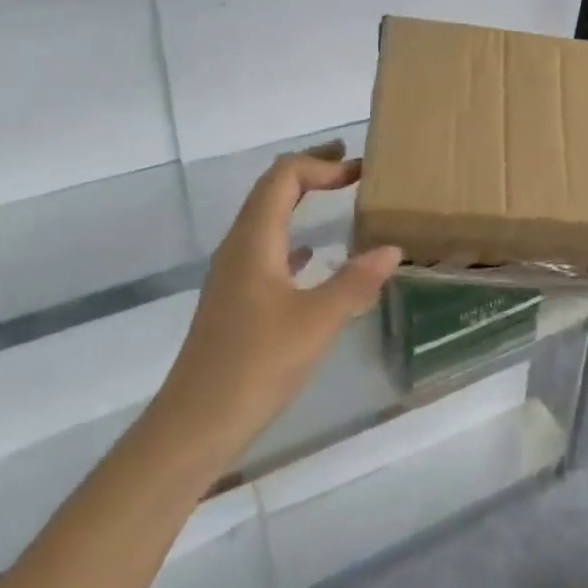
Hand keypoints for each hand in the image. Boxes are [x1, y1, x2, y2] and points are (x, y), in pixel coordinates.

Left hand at [151, 148, 401, 461]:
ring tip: (336, 198)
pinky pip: (266, 251)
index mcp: (254, 240)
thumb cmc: (256, 365)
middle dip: (309, 172)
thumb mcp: (317, 321)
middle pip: (271, 190)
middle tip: (349, 165)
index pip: (283, 178)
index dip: (321, 165)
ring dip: (299, 202)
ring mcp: (233, 274)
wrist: (197, 422)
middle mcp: (238, 248)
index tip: (360, 169)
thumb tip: (391, 248)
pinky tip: (311, 256)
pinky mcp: (235, 300)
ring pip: (267, 220)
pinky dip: (293, 239)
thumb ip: (355, 282)